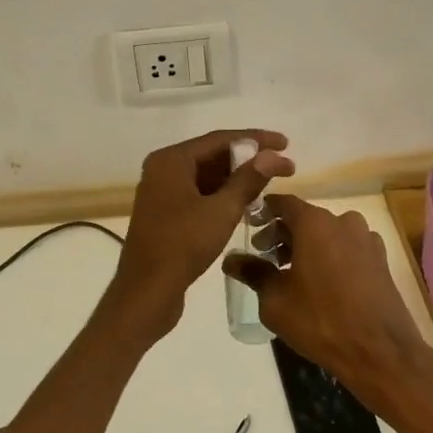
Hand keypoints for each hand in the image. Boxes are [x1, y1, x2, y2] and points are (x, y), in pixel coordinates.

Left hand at [109, 129, 293, 333]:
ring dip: (237, 178)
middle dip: (248, 159)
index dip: (256, 139)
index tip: (285, 143)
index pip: (220, 139)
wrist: (146, 292)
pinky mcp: (166, 214)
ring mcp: (162, 192)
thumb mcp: (222, 210)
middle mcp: (163, 170)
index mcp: (171, 160)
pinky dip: (222, 195)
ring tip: (270, 183)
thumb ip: (248, 179)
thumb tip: (273, 155)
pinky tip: (246, 203)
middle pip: (212, 155)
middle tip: (283, 166)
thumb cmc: (183, 246)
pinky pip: (199, 194)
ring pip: (206, 176)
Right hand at [223, 195, 432, 409]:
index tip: (250, 225)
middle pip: (306, 218)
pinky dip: (330, 256)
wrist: (380, 351)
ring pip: (328, 233)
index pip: (283, 203)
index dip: (264, 211)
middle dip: (283, 234)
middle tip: (264, 257)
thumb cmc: (320, 321)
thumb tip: (230, 259)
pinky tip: (321, 284)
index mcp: (315, 223)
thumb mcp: (275, 299)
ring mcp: (366, 239)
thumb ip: (252, 272)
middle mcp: (343, 221)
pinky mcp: (381, 259)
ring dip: (307, 246)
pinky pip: (347, 248)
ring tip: (291, 274)